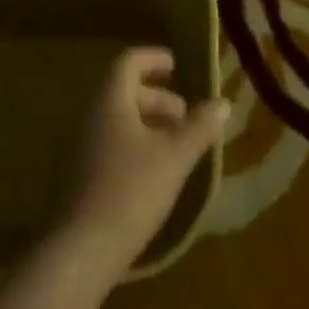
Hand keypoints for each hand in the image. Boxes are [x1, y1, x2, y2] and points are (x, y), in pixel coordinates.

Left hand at [62, 47, 227, 276]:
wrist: (84, 250)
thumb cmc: (132, 190)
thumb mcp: (175, 157)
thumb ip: (200, 127)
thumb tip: (224, 102)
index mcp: (111, 99)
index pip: (129, 62)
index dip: (153, 58)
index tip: (176, 65)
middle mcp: (94, 115)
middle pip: (126, 90)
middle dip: (159, 98)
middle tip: (186, 116)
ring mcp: (86, 146)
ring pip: (121, 119)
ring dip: (150, 123)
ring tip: (178, 146)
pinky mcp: (85, 174)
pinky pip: (114, 142)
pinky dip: (138, 143)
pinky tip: (158, 171)